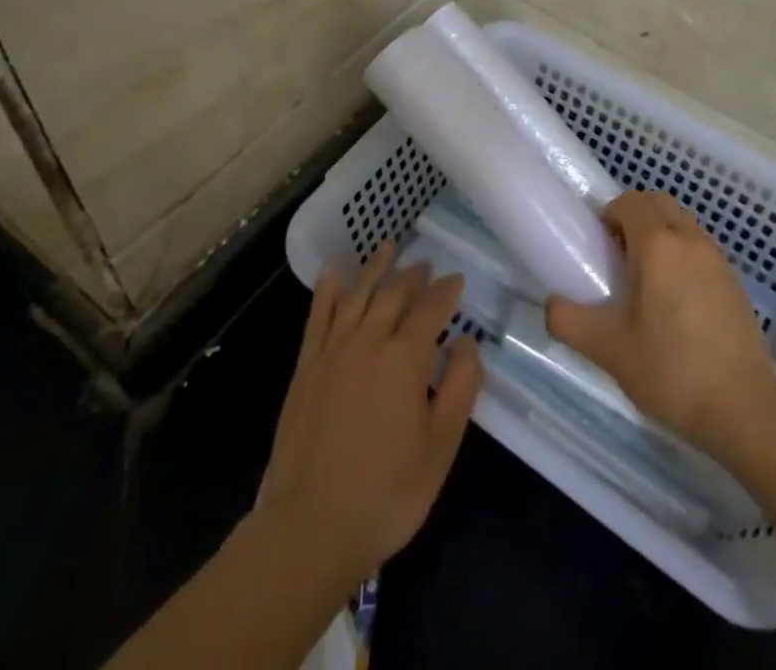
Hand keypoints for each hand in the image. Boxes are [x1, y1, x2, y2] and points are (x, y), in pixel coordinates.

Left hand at [255, 243, 481, 587]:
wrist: (309, 528)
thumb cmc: (386, 493)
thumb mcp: (441, 447)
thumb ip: (460, 388)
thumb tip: (469, 343)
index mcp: (405, 357)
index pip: (431, 308)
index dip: (447, 291)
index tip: (457, 280)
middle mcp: (369, 340)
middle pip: (394, 293)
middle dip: (414, 275)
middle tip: (427, 264)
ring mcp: (333, 350)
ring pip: (358, 294)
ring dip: (376, 268)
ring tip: (389, 248)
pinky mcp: (306, 366)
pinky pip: (318, 315)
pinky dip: (328, 289)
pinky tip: (334, 273)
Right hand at [546, 191, 775, 461]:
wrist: (744, 410)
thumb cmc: (671, 371)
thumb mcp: (608, 350)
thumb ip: (569, 321)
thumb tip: (551, 305)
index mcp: (658, 245)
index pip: (630, 201)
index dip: (610, 214)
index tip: (599, 246)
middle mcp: (691, 240)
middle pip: (659, 203)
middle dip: (635, 216)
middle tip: (618, 256)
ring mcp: (719, 260)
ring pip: (683, 224)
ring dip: (661, 234)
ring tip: (646, 280)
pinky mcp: (735, 284)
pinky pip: (701, 249)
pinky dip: (683, 255)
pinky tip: (676, 302)